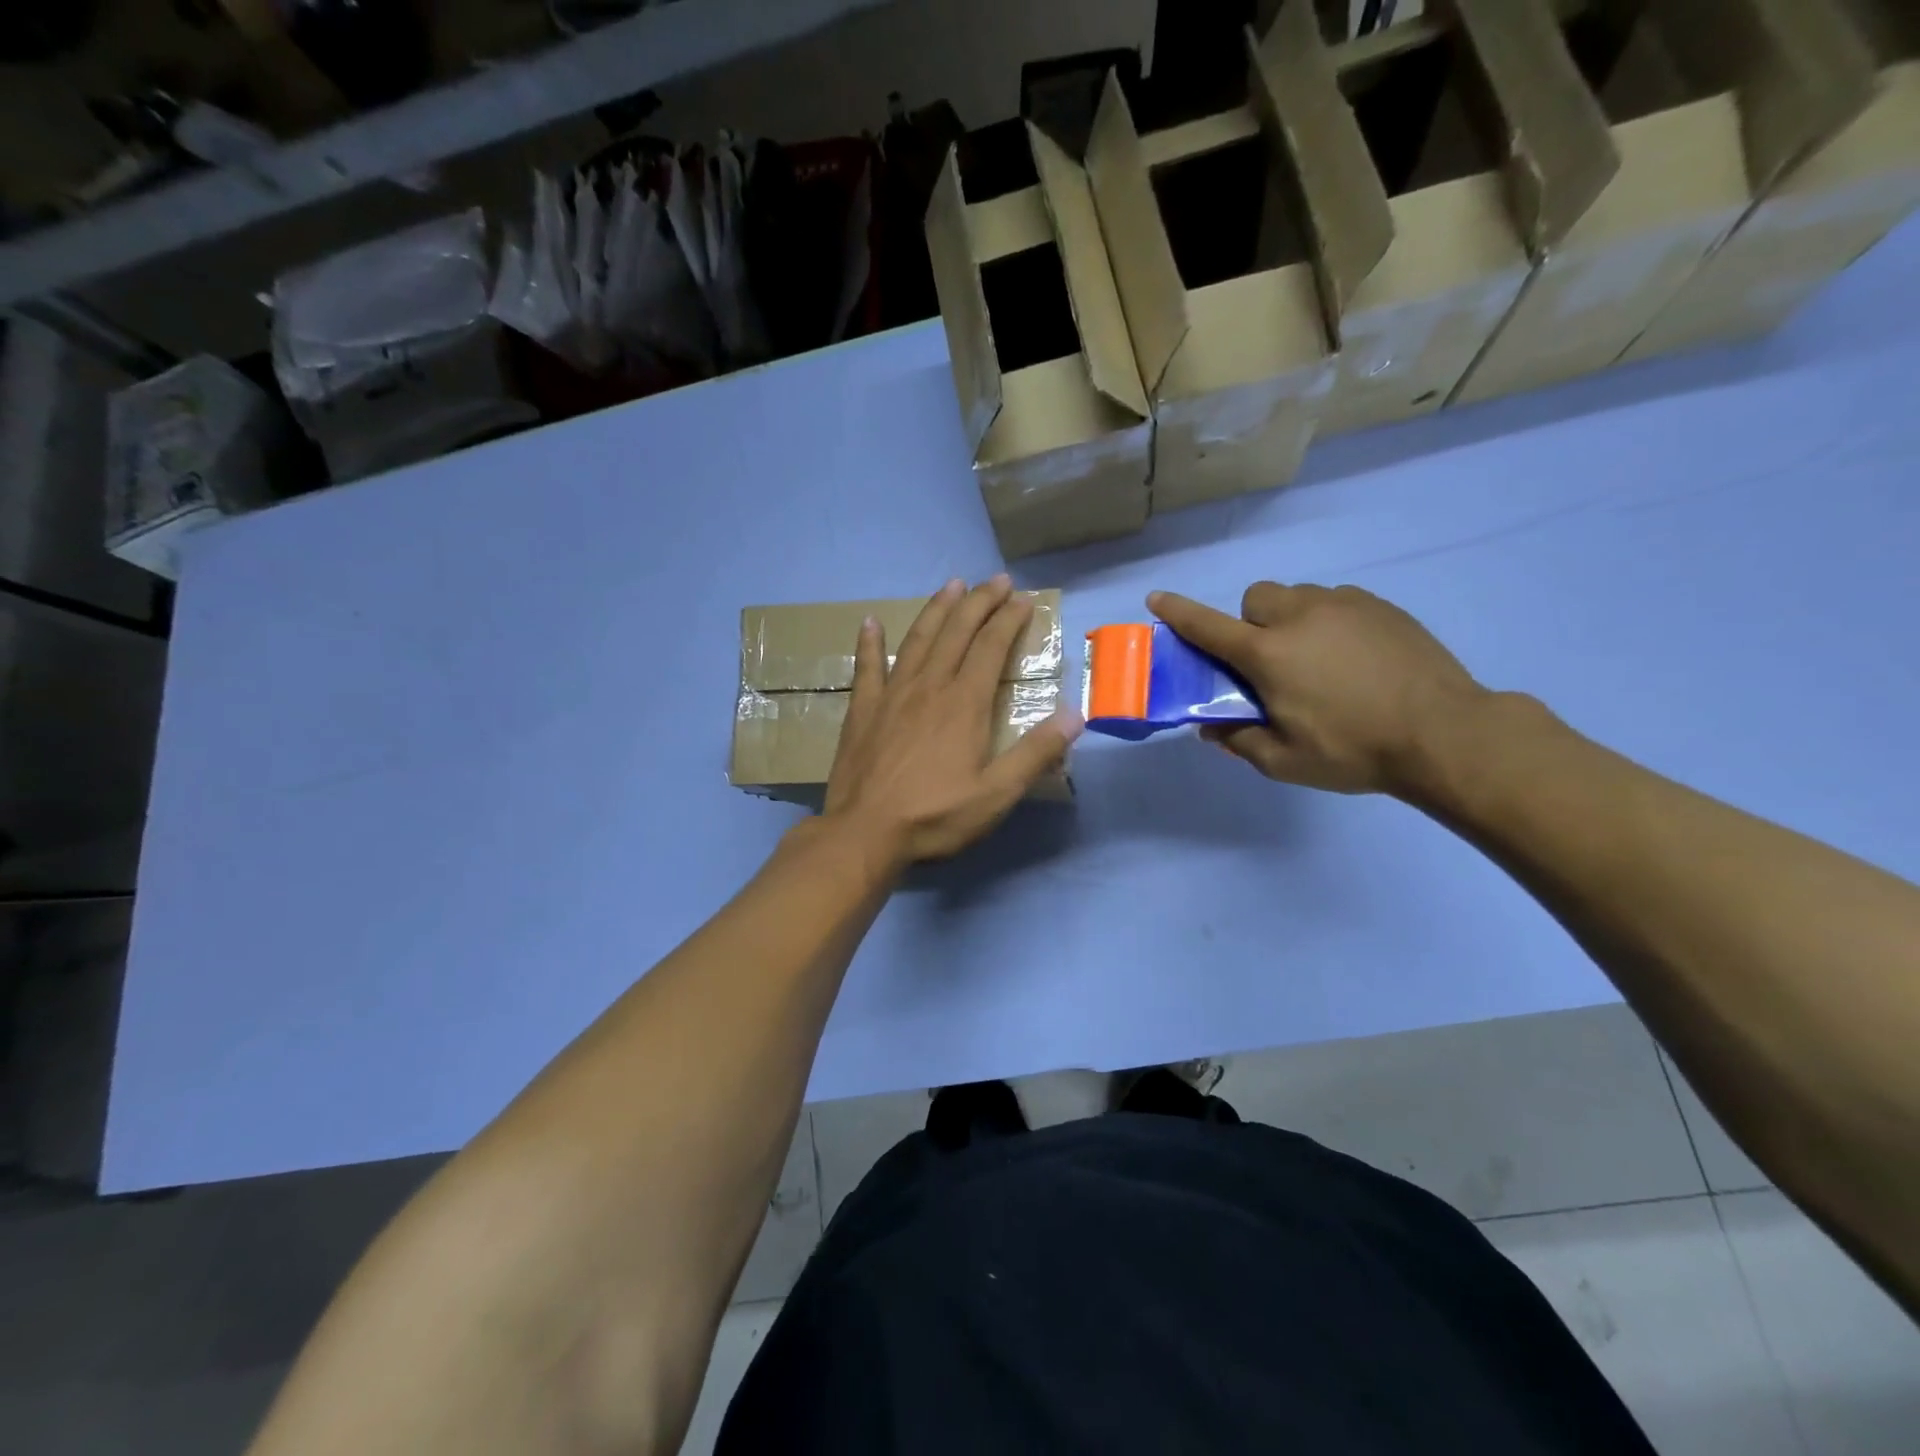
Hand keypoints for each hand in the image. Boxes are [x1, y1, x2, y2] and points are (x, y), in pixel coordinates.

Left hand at [824, 576, 1083, 867]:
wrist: (865, 833)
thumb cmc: (935, 816)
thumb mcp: (997, 793)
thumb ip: (1036, 753)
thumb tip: (1076, 715)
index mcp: (965, 703)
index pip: (991, 647)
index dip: (1009, 620)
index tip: (1023, 599)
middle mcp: (929, 686)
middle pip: (956, 632)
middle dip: (979, 602)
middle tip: (996, 580)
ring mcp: (892, 695)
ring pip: (918, 639)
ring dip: (937, 610)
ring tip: (952, 585)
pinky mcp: (863, 710)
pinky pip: (867, 666)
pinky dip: (870, 642)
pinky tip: (870, 622)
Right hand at [1148, 582, 1487, 796]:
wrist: (1445, 734)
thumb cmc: (1353, 750)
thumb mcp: (1284, 761)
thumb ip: (1239, 741)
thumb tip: (1210, 728)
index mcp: (1269, 654)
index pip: (1209, 627)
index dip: (1179, 612)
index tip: (1156, 598)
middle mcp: (1300, 617)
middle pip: (1256, 598)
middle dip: (1250, 623)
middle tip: (1268, 662)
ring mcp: (1344, 605)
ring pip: (1298, 596)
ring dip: (1290, 620)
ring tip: (1316, 659)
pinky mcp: (1380, 607)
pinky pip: (1336, 601)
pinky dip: (1328, 621)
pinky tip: (1353, 657)